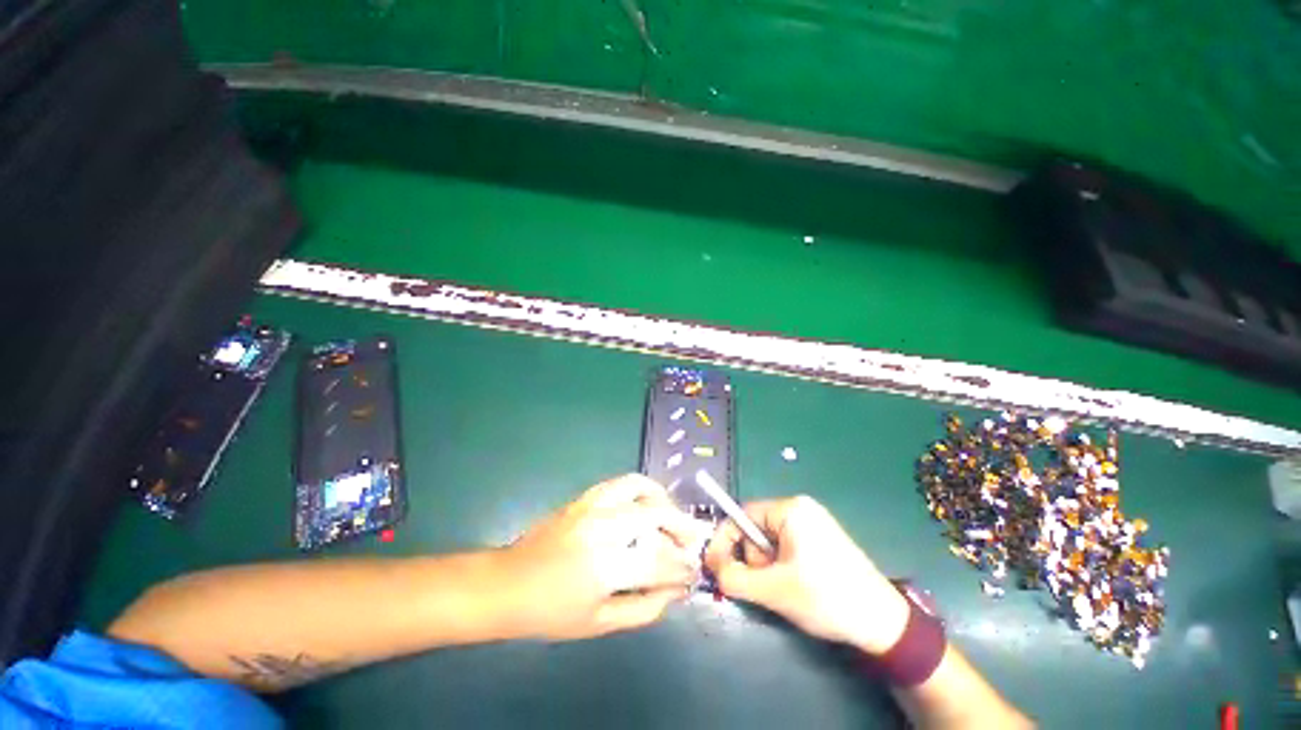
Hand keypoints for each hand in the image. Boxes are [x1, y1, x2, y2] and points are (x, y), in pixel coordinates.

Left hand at [502, 474, 706, 640]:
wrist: (508, 583)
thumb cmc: (551, 612)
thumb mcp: (599, 624)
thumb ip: (644, 608)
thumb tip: (675, 590)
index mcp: (605, 567)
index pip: (660, 561)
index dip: (683, 568)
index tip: (693, 573)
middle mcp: (603, 527)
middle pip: (657, 515)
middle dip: (682, 529)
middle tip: (690, 543)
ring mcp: (593, 505)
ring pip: (641, 488)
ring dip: (664, 501)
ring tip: (670, 518)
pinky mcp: (585, 496)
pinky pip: (622, 482)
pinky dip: (642, 489)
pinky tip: (646, 504)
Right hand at [703, 496, 909, 654]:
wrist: (883, 623)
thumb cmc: (826, 598)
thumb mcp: (774, 589)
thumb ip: (735, 577)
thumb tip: (712, 568)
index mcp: (790, 509)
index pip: (742, 515)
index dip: (725, 540)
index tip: (714, 565)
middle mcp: (801, 509)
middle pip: (756, 528)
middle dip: (753, 558)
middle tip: (766, 585)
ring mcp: (813, 524)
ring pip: (769, 542)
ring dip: (767, 566)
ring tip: (785, 589)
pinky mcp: (821, 540)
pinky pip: (786, 548)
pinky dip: (781, 567)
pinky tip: (796, 587)